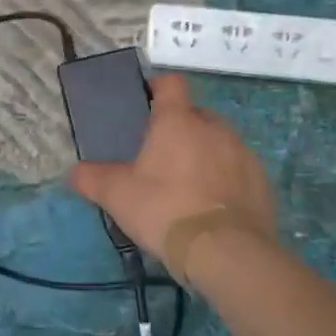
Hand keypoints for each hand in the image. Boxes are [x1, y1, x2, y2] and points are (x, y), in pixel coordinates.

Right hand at [68, 75, 277, 264]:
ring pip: (218, 143)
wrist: (225, 252)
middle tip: (160, 158)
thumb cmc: (164, 210)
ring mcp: (242, 154)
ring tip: (187, 186)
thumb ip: (92, 179)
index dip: (157, 88)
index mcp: (177, 122)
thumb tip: (73, 172)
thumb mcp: (116, 196)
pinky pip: (238, 171)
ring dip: (203, 155)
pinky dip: (225, 180)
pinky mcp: (261, 182)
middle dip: (179, 129)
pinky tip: (211, 207)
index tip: (146, 104)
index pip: (171, 84)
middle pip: (195, 115)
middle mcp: (213, 128)